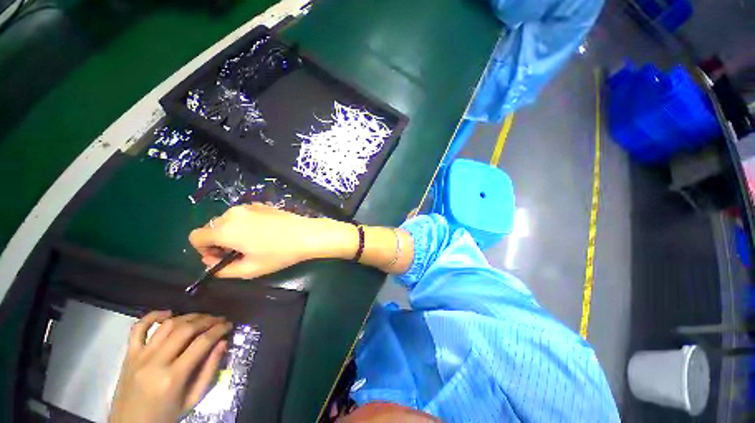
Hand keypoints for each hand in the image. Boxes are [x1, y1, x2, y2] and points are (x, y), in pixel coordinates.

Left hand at [109, 311, 231, 422]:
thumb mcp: (192, 400)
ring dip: (188, 317)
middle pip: (186, 329)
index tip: (229, 325)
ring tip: (201, 317)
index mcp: (173, 377)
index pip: (202, 343)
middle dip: (207, 320)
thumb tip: (223, 343)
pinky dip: (153, 316)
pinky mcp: (128, 354)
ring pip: (167, 325)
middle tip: (219, 320)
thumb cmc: (165, 416)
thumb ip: (209, 371)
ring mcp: (139, 356)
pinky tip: (168, 313)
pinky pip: (138, 328)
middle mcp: (155, 362)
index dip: (219, 330)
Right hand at [189, 203, 354, 278]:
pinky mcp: (261, 205)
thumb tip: (212, 263)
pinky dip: (245, 224)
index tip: (221, 257)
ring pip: (228, 220)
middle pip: (212, 228)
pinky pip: (243, 215)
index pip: (196, 237)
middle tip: (239, 253)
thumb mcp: (250, 270)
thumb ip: (223, 270)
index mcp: (225, 229)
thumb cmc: (279, 253)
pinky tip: (264, 232)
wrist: (306, 234)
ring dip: (232, 232)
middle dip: (218, 242)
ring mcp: (248, 206)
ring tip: (253, 243)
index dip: (204, 250)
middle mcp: (233, 214)